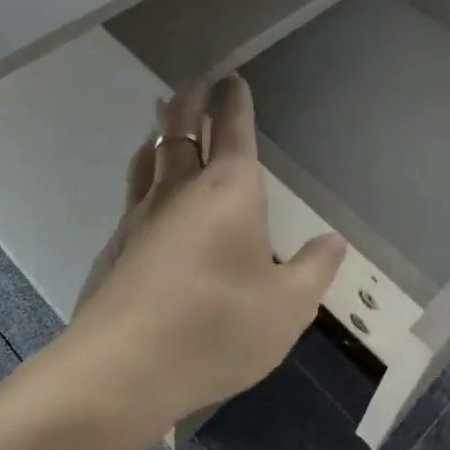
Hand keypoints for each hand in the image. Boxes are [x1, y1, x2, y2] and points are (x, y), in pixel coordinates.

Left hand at [68, 76, 346, 436]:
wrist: (121, 370)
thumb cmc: (217, 328)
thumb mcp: (288, 307)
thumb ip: (314, 269)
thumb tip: (334, 240)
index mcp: (228, 191)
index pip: (233, 130)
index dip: (235, 102)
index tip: (232, 79)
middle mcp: (180, 190)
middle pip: (181, 130)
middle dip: (191, 102)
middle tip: (196, 83)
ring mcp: (140, 217)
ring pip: (148, 158)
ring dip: (159, 134)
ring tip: (162, 125)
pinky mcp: (115, 248)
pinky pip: (133, 194)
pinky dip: (144, 176)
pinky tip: (145, 197)